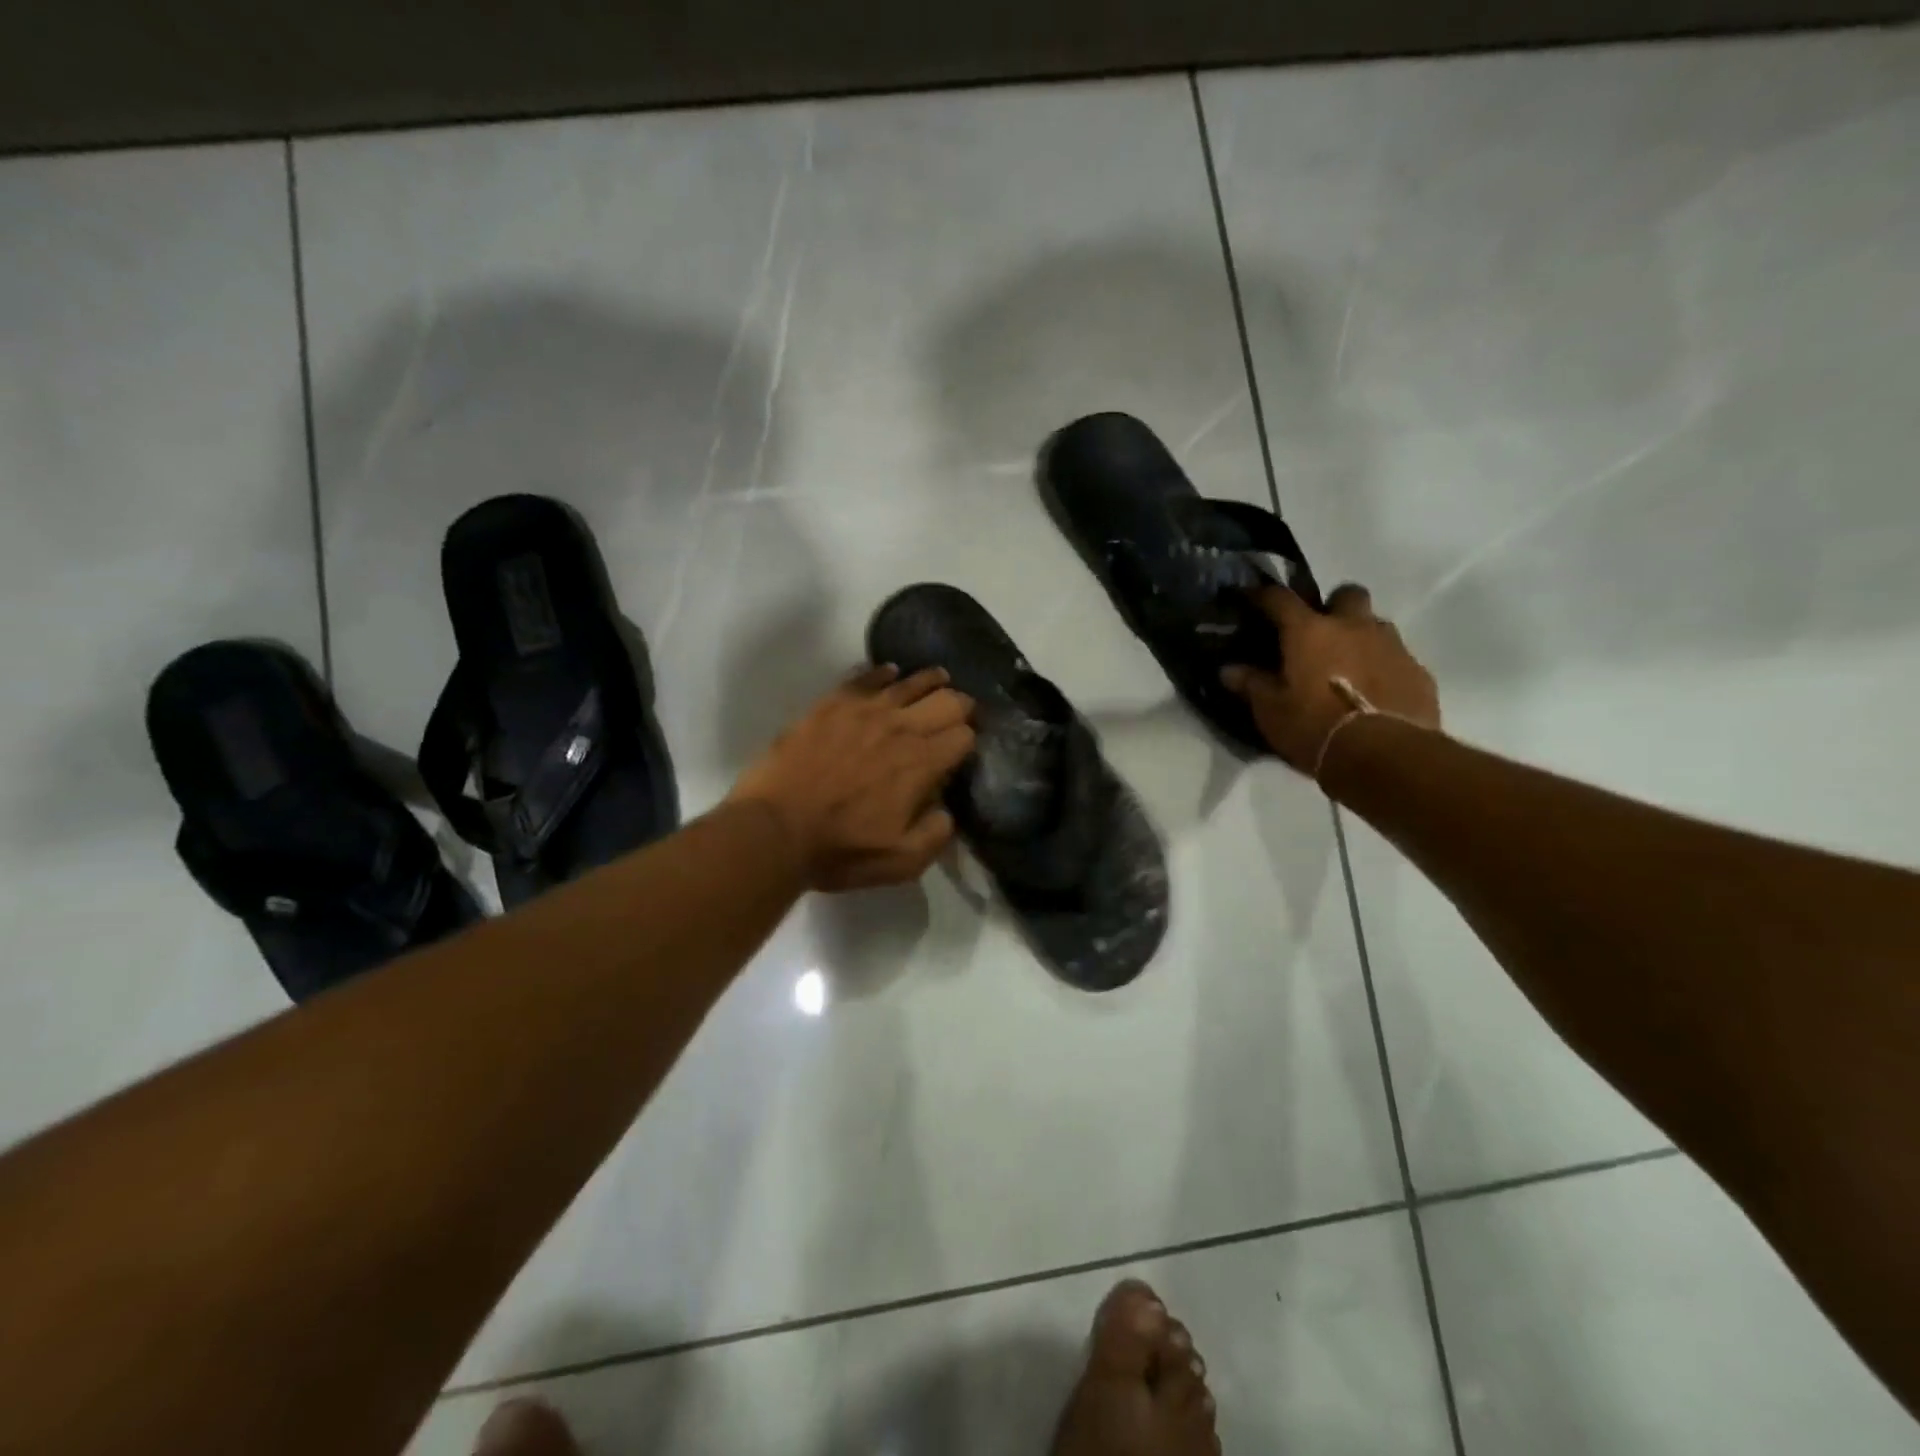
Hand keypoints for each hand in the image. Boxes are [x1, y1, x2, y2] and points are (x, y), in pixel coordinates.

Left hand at [730, 665, 975, 890]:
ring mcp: (865, 710)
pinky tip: (890, 673)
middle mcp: (901, 727)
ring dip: (932, 680)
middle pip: (947, 701)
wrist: (773, 829)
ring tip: (939, 679)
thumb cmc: (840, 849)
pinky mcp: (832, 703)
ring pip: (911, 681)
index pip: (964, 735)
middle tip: (960, 712)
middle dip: (961, 705)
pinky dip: (885, 673)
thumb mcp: (902, 861)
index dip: (970, 740)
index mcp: (922, 764)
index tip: (965, 746)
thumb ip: (936, 834)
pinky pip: (868, 676)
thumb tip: (947, 810)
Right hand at [1222, 583, 1439, 772]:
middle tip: (1319, 631)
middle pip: (1347, 594)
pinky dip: (1383, 666)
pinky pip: (1397, 657)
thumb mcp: (1271, 711)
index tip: (1251, 598)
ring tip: (1347, 664)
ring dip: (1360, 636)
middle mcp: (1353, 627)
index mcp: (1310, 631)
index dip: (1263, 595)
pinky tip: (1373, 691)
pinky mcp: (1418, 672)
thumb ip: (1251, 685)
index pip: (1280, 599)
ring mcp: (1391, 646)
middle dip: (1333, 605)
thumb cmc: (1314, 728)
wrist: (1384, 756)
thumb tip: (1229, 670)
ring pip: (1375, 624)